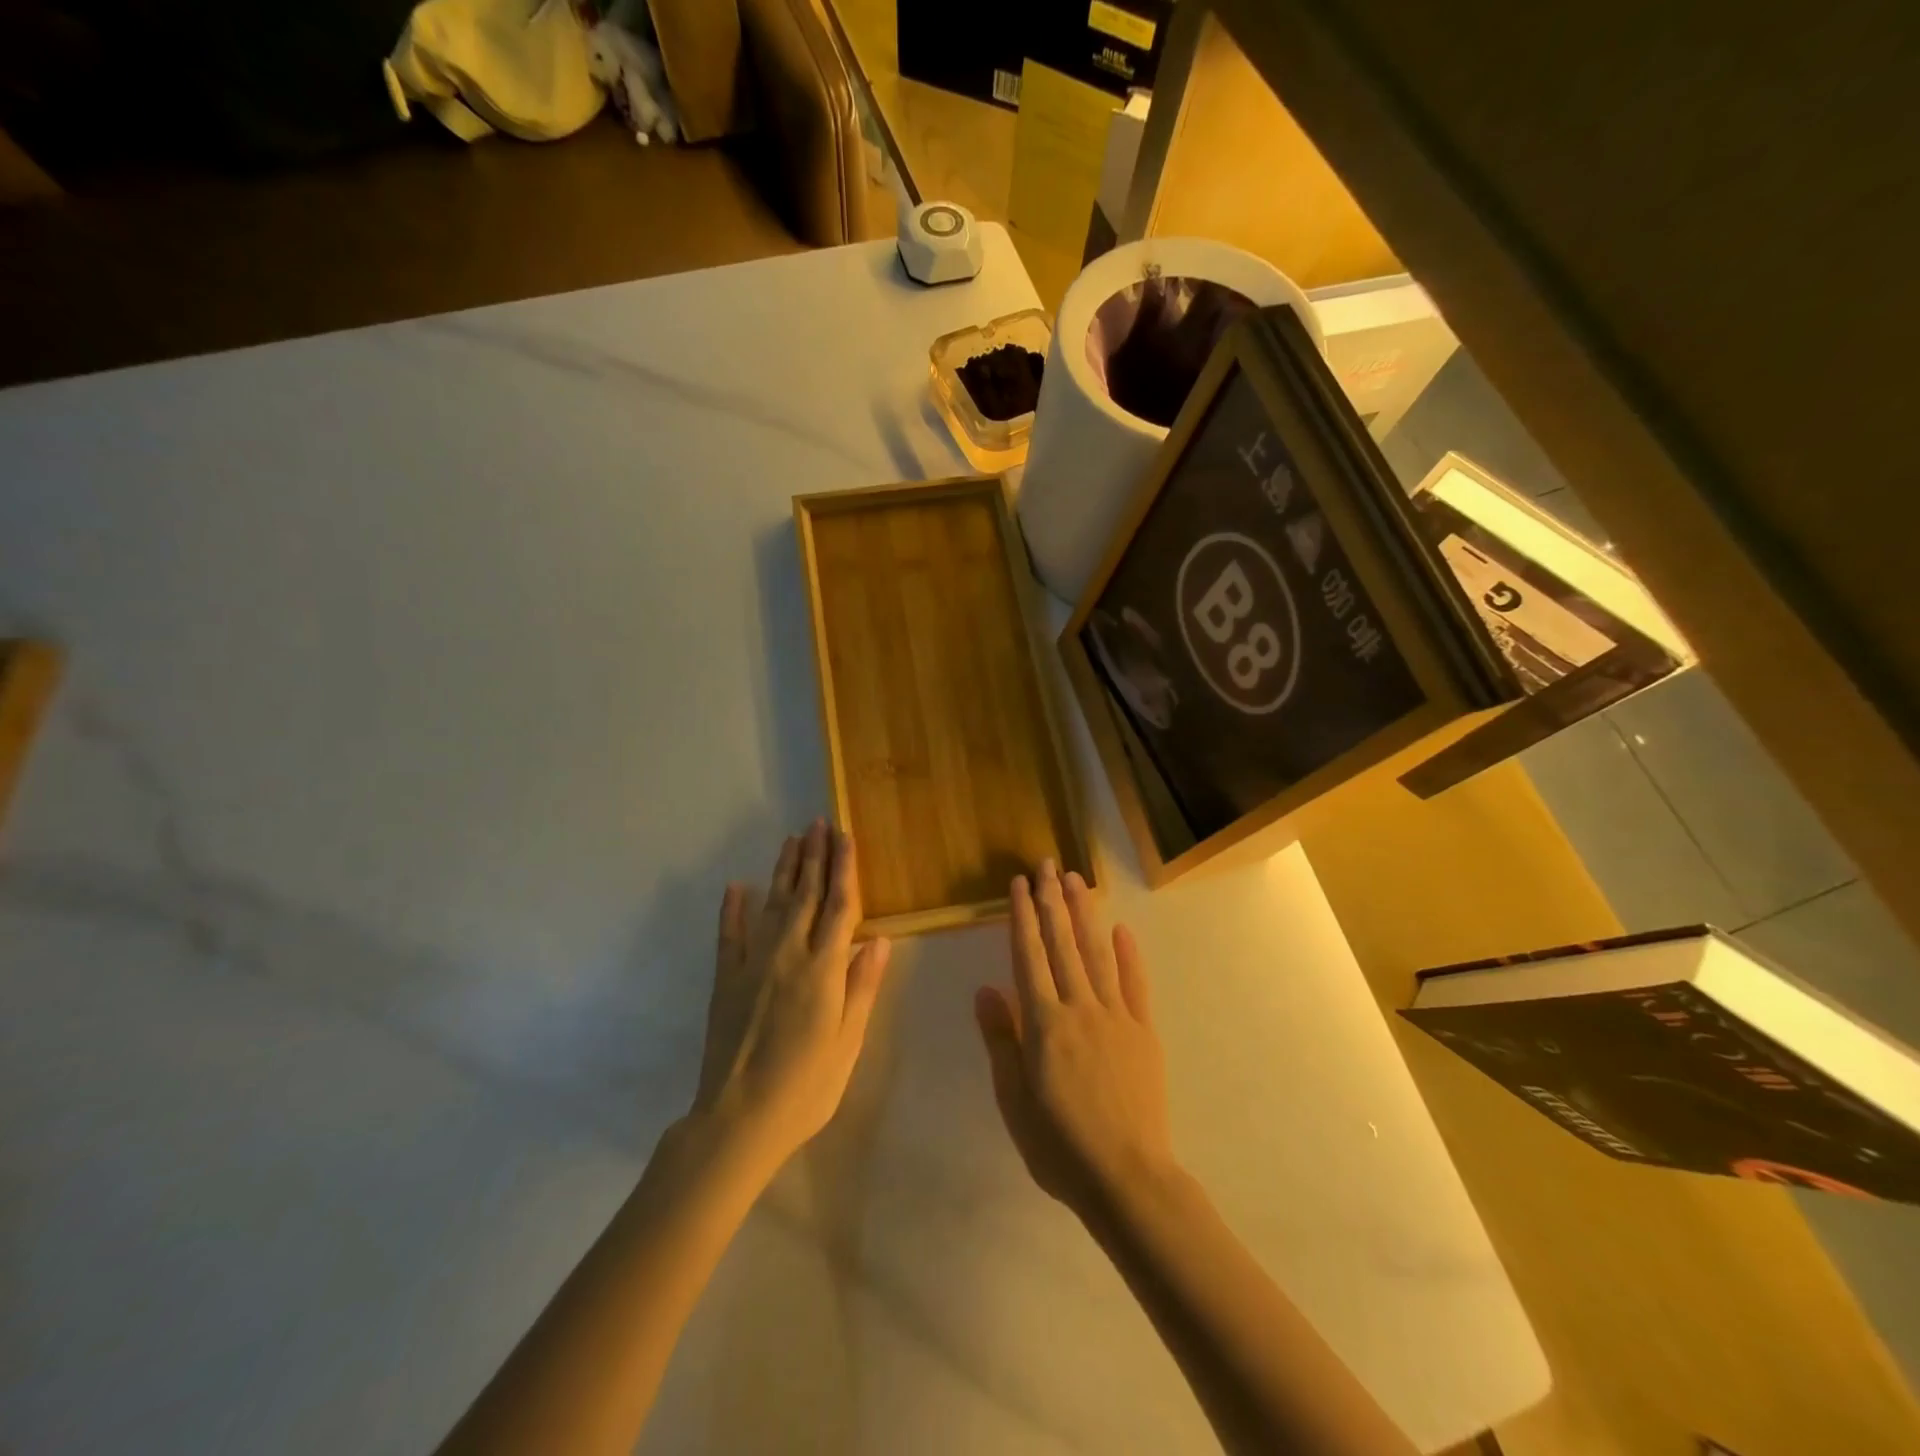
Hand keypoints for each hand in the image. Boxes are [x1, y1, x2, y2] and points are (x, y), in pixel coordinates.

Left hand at [692, 821, 892, 1173]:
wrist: (739, 1118)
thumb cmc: (806, 1085)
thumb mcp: (848, 1040)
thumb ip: (862, 985)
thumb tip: (879, 938)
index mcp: (824, 968)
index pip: (840, 905)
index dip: (844, 868)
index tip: (845, 837)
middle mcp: (789, 954)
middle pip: (806, 894)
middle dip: (814, 856)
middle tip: (818, 823)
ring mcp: (752, 963)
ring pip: (773, 904)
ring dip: (784, 870)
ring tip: (791, 840)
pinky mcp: (725, 980)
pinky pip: (729, 935)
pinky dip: (733, 908)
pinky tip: (737, 886)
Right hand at [974, 860, 1176, 1222]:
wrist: (1127, 1178)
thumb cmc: (1059, 1145)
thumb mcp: (1014, 1099)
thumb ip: (1001, 1039)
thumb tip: (985, 989)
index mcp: (1044, 1023)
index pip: (1028, 955)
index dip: (1022, 916)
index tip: (1019, 884)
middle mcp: (1079, 1007)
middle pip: (1062, 944)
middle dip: (1052, 901)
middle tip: (1048, 863)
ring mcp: (1115, 1017)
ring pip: (1097, 954)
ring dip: (1085, 914)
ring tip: (1076, 880)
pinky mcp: (1143, 1032)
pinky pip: (1135, 985)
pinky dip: (1128, 954)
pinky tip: (1122, 929)